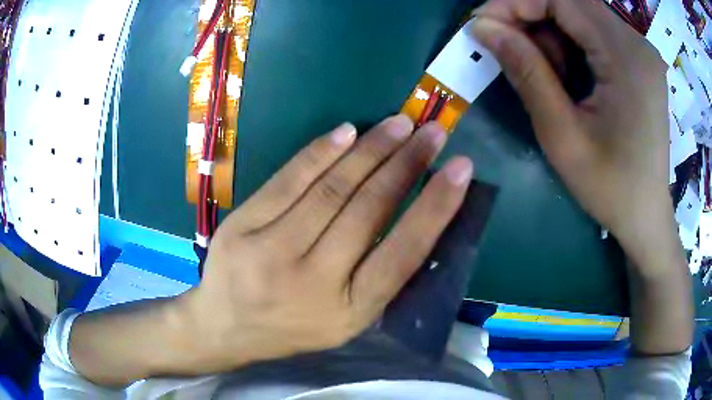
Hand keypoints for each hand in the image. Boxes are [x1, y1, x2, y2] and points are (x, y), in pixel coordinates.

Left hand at [179, 116, 472, 372]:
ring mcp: (271, 252)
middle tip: (431, 132)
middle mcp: (313, 282)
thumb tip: (414, 215)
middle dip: (406, 165)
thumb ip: (377, 275)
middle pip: (368, 211)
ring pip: (330, 190)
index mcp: (349, 311)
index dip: (436, 207)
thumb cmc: (293, 328)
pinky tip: (347, 133)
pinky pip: (287, 182)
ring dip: (370, 151)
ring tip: (399, 125)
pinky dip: (319, 153)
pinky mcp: (241, 228)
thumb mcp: (345, 318)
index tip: (460, 169)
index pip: (403, 253)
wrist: (226, 328)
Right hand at [472, 0, 673, 268]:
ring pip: (580, 16)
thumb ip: (525, 72)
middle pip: (571, 3)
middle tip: (507, 49)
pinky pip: (595, 33)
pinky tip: (569, 78)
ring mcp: (640, 51)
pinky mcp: (639, 61)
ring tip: (547, 76)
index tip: (483, 25)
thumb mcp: (562, 135)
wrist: (646, 217)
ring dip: (552, 35)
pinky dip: (571, 45)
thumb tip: (483, 27)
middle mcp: (637, 42)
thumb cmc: (610, 187)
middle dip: (531, 18)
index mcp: (626, 56)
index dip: (516, 3)